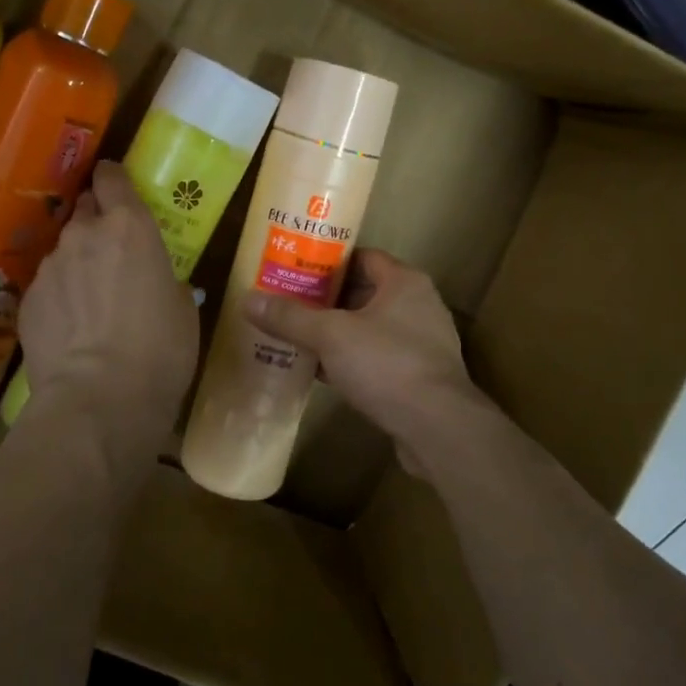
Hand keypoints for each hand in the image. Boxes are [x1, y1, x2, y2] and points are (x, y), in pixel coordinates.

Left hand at [20, 161, 198, 448]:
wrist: (98, 399)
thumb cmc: (159, 350)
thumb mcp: (183, 310)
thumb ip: (166, 281)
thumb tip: (159, 284)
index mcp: (130, 227)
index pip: (112, 178)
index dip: (113, 177)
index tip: (116, 185)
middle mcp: (84, 235)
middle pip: (84, 209)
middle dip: (97, 221)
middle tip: (113, 249)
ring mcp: (50, 266)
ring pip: (65, 250)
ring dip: (78, 262)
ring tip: (91, 300)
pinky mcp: (27, 301)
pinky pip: (48, 286)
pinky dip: (60, 297)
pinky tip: (71, 327)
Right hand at [241, 249, 496, 475]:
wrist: (438, 428)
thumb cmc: (387, 364)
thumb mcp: (330, 336)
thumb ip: (290, 317)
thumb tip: (247, 299)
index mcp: (404, 282)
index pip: (362, 257)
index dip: (328, 261)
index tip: (295, 268)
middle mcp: (419, 305)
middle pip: (364, 292)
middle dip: (327, 299)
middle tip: (288, 303)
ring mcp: (422, 343)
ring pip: (370, 328)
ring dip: (338, 333)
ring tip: (299, 336)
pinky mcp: (420, 377)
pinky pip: (378, 358)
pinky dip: (352, 360)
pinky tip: (322, 371)